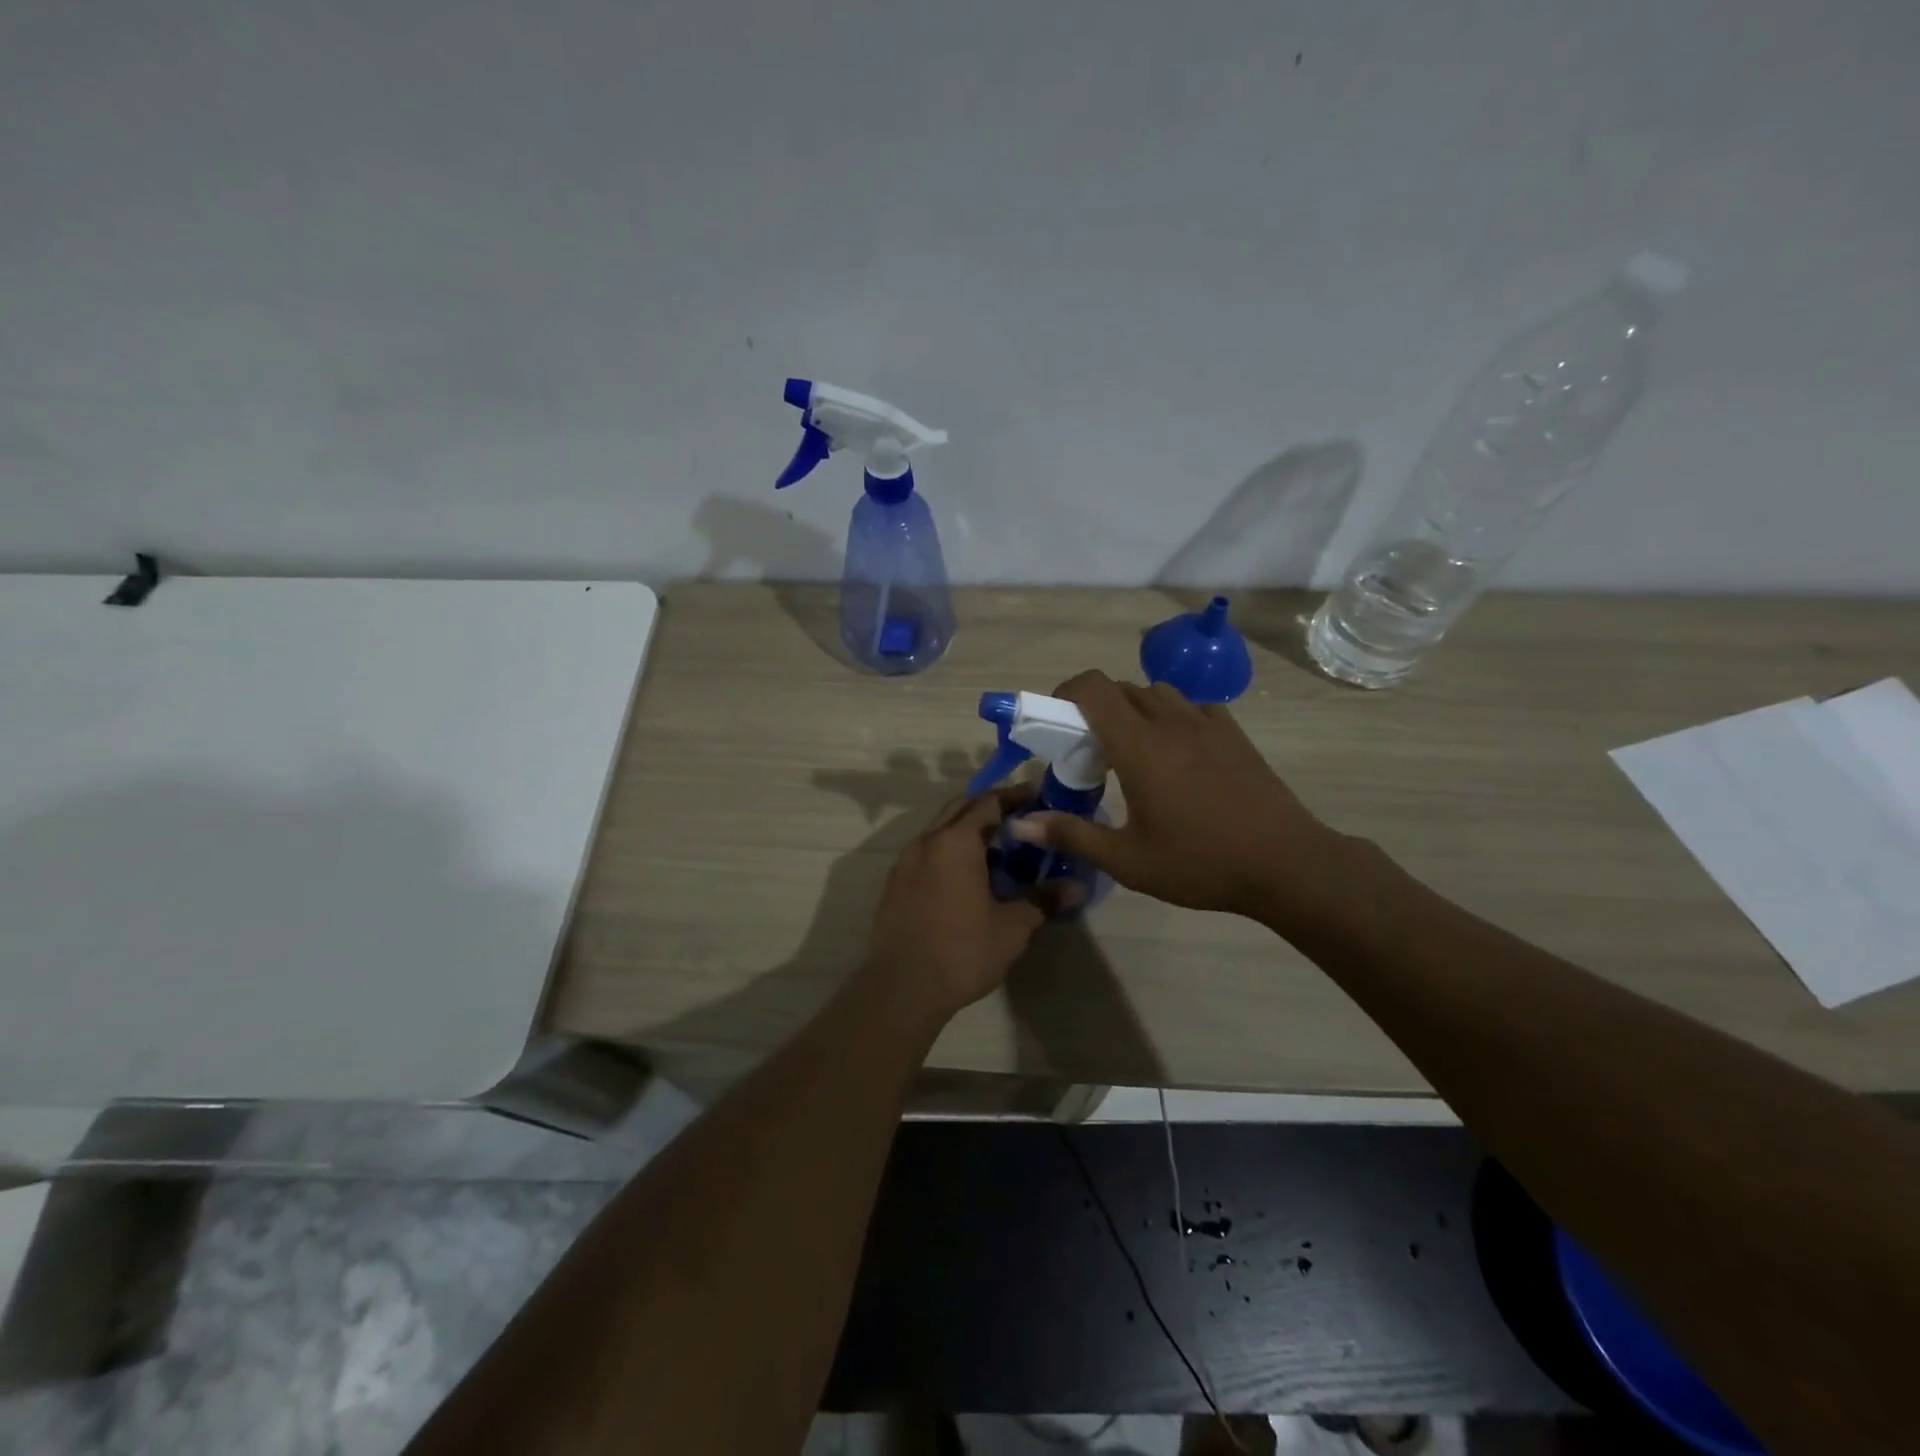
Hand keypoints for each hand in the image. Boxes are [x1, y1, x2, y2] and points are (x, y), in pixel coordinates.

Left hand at [863, 784, 1076, 1022]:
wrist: (901, 988)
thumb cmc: (962, 951)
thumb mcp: (1012, 927)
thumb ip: (1043, 900)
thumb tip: (1078, 888)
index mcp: (956, 841)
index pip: (989, 802)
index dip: (1015, 796)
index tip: (1038, 795)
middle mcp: (927, 841)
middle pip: (960, 808)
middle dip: (989, 808)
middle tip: (1020, 821)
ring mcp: (905, 862)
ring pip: (940, 830)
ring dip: (967, 831)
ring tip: (997, 850)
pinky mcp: (895, 884)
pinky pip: (926, 853)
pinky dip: (948, 852)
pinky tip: (966, 878)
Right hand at [1004, 671, 1345, 928]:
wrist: (1286, 863)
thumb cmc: (1200, 862)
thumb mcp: (1127, 860)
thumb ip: (1071, 834)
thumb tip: (1019, 823)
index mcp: (1139, 745)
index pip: (1093, 687)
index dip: (1066, 691)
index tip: (1055, 721)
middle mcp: (1170, 721)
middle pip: (1120, 688)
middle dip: (1094, 708)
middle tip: (1087, 749)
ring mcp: (1207, 723)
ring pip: (1156, 693)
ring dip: (1133, 709)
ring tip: (1131, 750)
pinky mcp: (1233, 733)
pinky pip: (1191, 706)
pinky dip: (1171, 716)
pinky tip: (1176, 752)